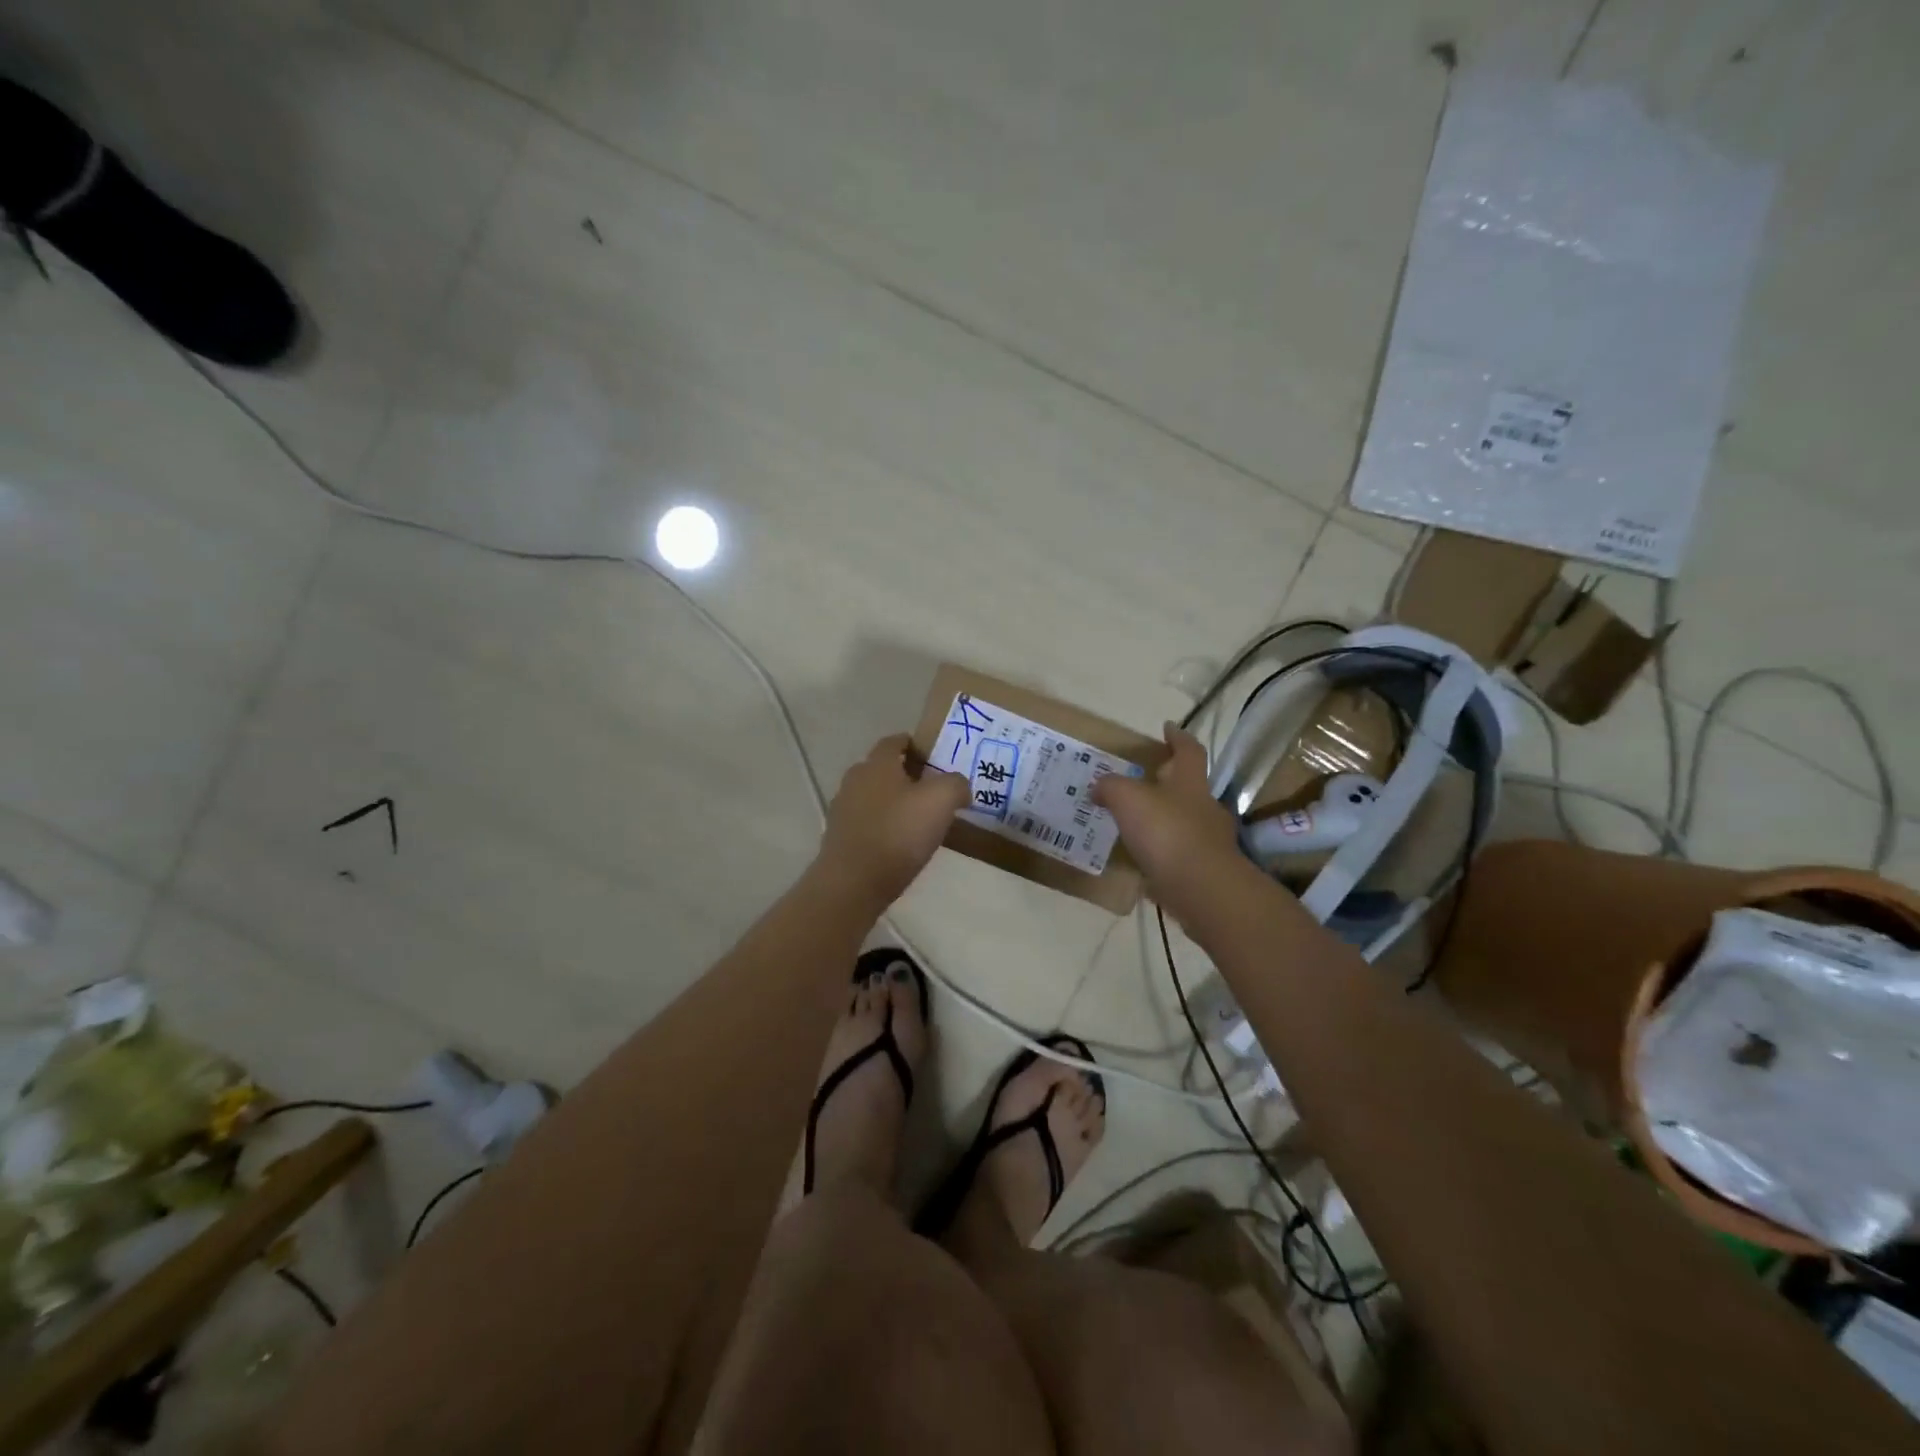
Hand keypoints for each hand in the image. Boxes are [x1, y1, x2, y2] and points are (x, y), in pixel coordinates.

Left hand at [817, 733, 968, 904]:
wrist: (853, 883)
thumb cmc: (898, 832)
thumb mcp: (941, 800)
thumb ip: (955, 784)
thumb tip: (960, 787)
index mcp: (877, 764)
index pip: (894, 741)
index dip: (914, 744)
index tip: (933, 755)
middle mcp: (855, 780)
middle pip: (882, 769)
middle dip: (905, 775)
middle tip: (932, 789)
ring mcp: (842, 810)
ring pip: (872, 797)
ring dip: (893, 802)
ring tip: (918, 819)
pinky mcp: (839, 838)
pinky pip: (866, 823)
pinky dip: (882, 826)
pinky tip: (899, 844)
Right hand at [1092, 723, 1243, 916]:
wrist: (1202, 890)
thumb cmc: (1167, 832)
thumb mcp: (1128, 798)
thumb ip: (1111, 787)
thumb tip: (1099, 787)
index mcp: (1190, 783)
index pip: (1189, 750)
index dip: (1178, 737)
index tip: (1167, 727)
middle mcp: (1204, 808)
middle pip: (1188, 788)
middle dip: (1167, 784)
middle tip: (1140, 784)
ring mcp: (1209, 842)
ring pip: (1183, 823)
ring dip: (1162, 822)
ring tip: (1133, 827)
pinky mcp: (1204, 872)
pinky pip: (1179, 856)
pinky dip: (1162, 855)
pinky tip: (1141, 862)